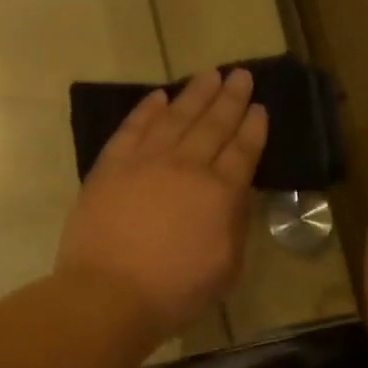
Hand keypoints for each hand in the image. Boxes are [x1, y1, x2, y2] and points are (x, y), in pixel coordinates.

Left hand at [56, 68, 267, 337]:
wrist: (108, 293)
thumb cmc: (174, 291)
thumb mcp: (227, 268)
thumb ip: (235, 225)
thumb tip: (235, 195)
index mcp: (220, 192)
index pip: (242, 151)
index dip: (253, 127)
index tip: (259, 106)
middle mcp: (186, 166)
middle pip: (213, 124)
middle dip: (230, 98)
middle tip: (241, 74)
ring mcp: (145, 161)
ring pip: (175, 117)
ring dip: (194, 93)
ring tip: (209, 74)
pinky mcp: (111, 165)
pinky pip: (133, 128)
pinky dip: (147, 109)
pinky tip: (158, 96)